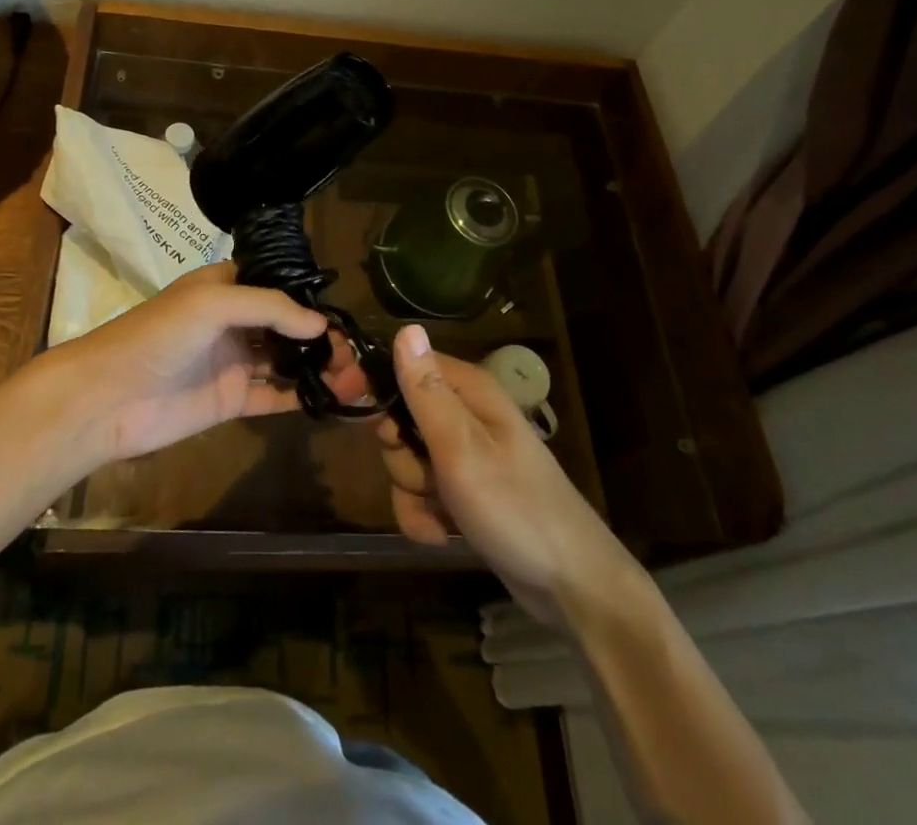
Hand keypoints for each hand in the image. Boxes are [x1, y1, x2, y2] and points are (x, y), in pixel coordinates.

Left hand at [46, 263, 370, 464]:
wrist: (109, 397)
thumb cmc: (160, 335)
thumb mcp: (214, 303)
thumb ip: (270, 308)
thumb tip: (321, 326)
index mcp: (224, 287)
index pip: (276, 284)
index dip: (307, 295)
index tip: (343, 309)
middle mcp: (232, 321)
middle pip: (285, 325)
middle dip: (319, 336)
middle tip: (356, 352)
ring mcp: (233, 362)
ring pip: (284, 360)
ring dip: (317, 366)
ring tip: (355, 375)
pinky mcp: (230, 400)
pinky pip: (273, 396)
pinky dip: (300, 396)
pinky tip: (333, 399)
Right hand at [378, 325, 645, 626]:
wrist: (572, 588)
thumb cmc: (515, 508)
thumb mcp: (461, 447)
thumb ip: (426, 391)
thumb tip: (405, 328)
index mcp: (468, 391)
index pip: (406, 365)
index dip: (374, 382)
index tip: (344, 398)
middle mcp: (465, 416)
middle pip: (401, 418)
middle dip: (400, 453)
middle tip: (425, 473)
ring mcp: (465, 457)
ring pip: (407, 461)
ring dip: (412, 492)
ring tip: (442, 513)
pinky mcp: (465, 493)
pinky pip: (421, 496)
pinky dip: (424, 517)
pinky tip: (443, 535)